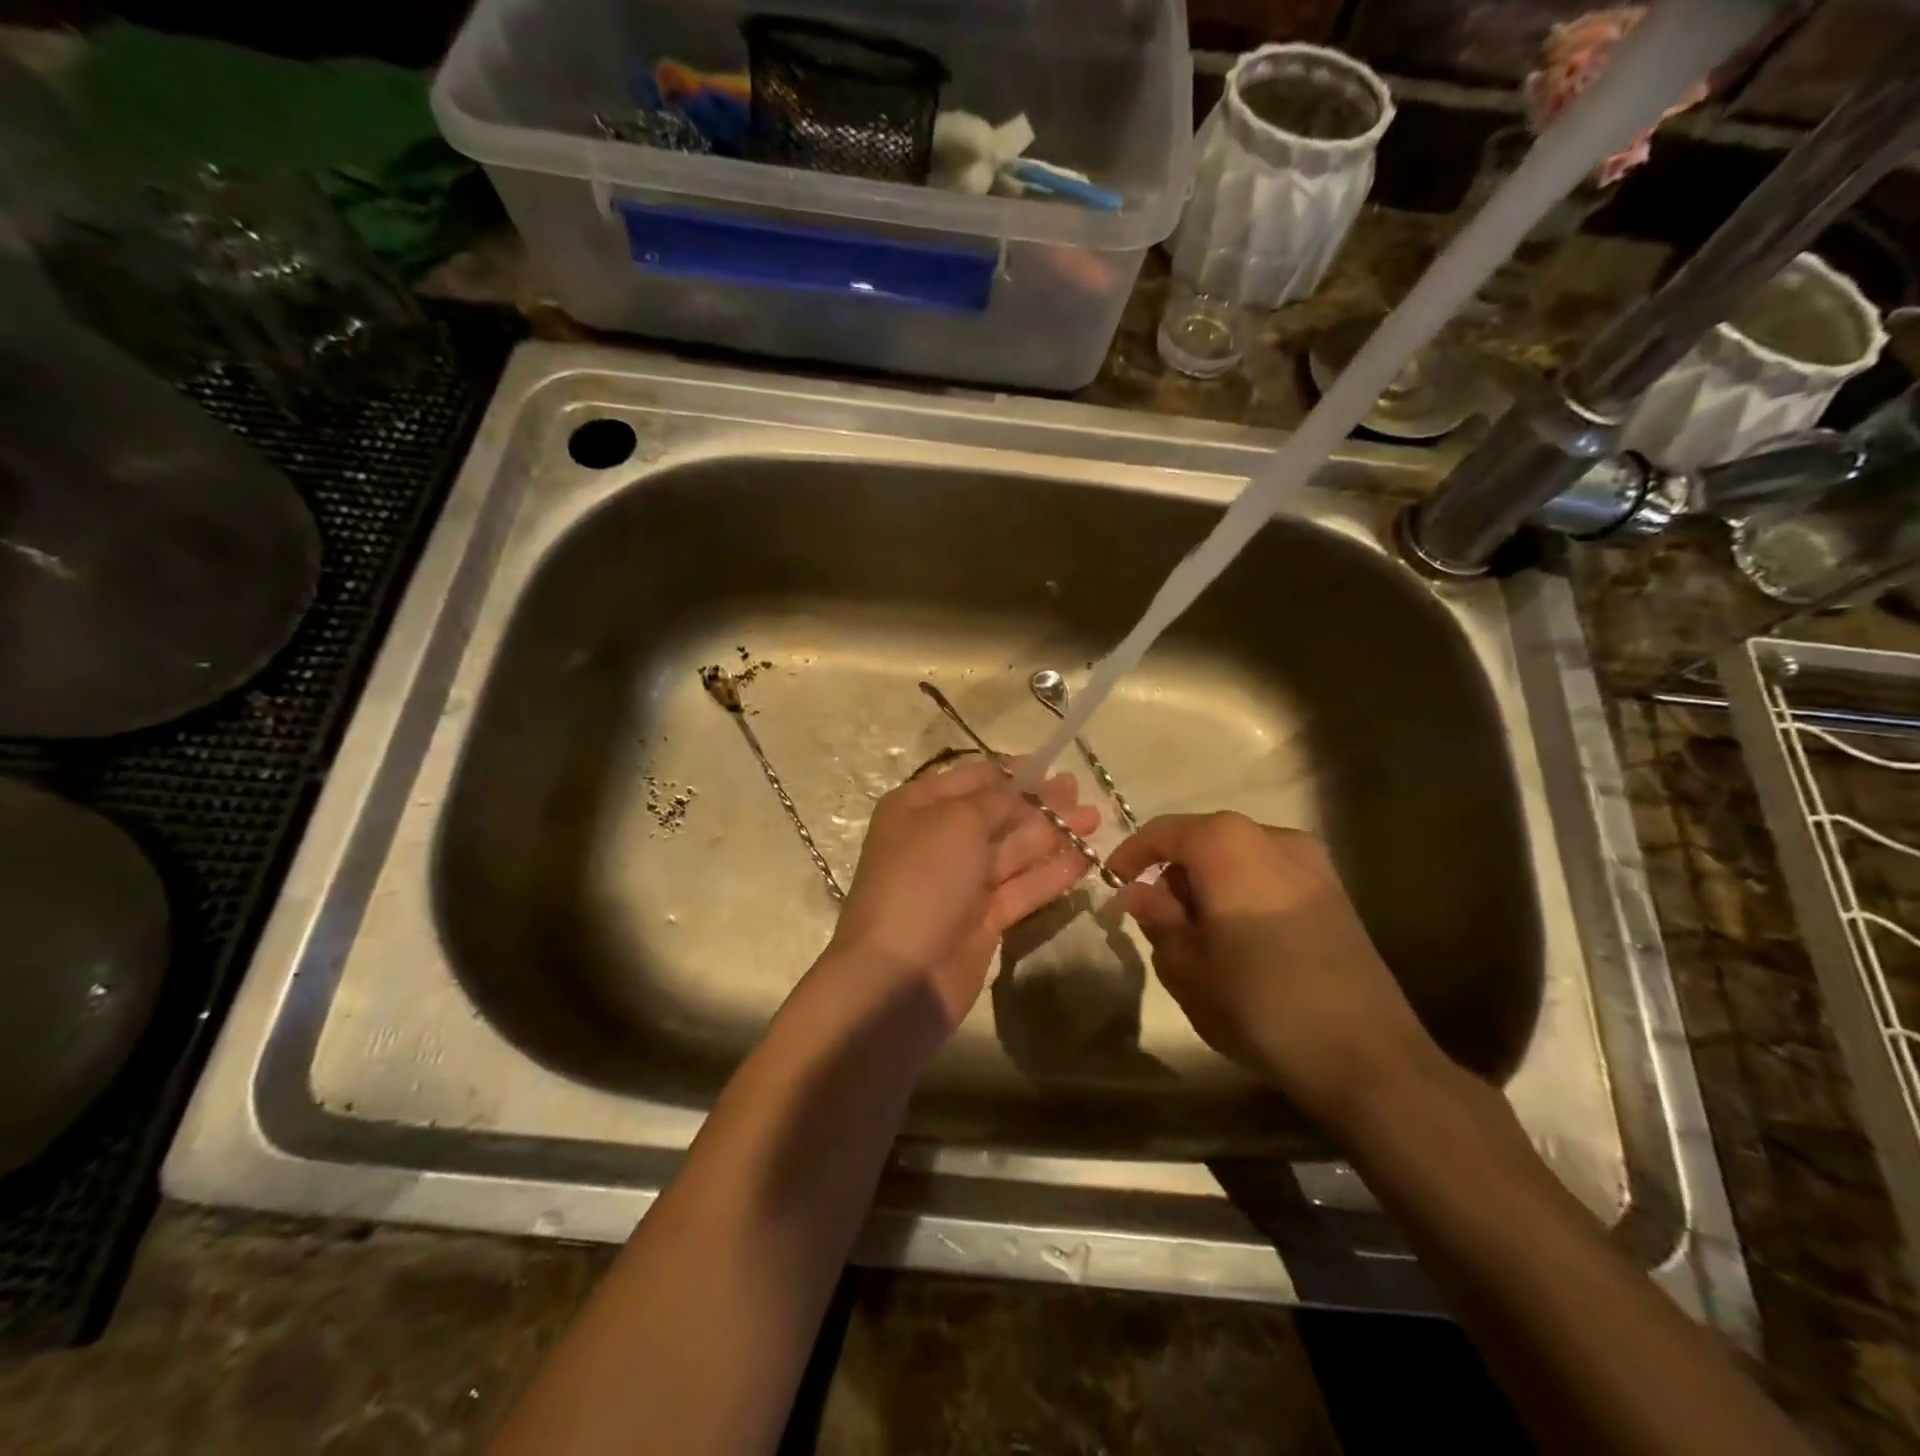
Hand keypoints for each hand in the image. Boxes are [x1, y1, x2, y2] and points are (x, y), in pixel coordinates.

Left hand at [822, 757, 1099, 1032]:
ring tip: (1094, 820)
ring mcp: (962, 883)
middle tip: (1080, 792)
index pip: (972, 779)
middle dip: (1039, 803)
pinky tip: (1085, 859)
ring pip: (1014, 851)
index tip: (1049, 766)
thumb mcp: (956, 822)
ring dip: (1053, 834)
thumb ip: (995, 801)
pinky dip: (1052, 873)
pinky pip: (1023, 888)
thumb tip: (1021, 792)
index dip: (1011, 772)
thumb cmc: (922, 880)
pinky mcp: (984, 920)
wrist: (900, 975)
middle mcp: (938, 840)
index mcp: (918, 808)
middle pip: (997, 814)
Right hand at [1109, 813, 1446, 1129]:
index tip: (1113, 882)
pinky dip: (1243, 892)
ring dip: (1209, 884)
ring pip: (1239, 857)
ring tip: (1199, 935)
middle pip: (1204, 840)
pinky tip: (1242, 940)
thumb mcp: (1186, 965)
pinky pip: (1270, 875)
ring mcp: (1312, 862)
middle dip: (1174, 873)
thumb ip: (1157, 919)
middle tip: (1157, 919)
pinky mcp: (1335, 892)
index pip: (1164, 832)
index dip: (1132, 854)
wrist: (1366, 1055)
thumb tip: (1139, 893)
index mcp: (1227, 845)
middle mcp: (1272, 837)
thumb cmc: (1258, 1003)